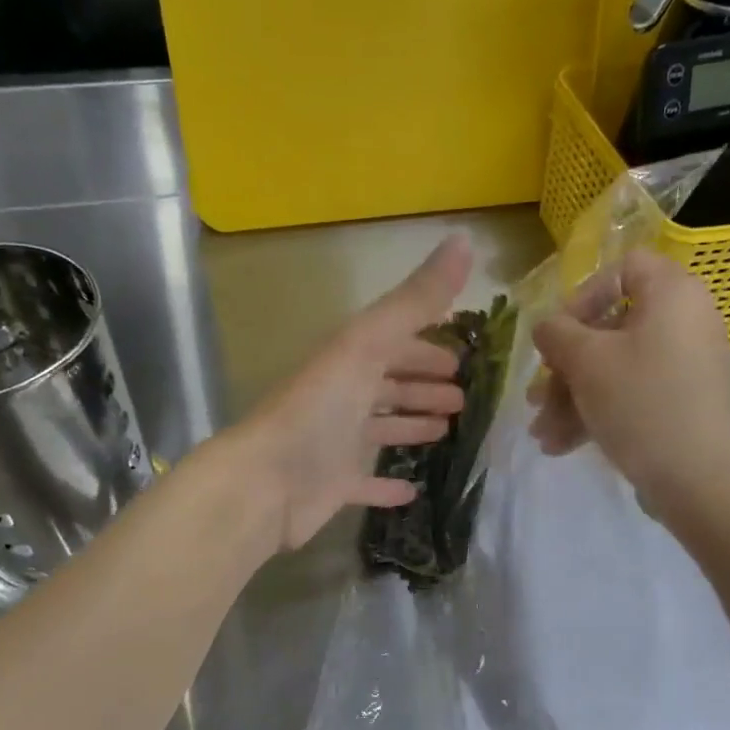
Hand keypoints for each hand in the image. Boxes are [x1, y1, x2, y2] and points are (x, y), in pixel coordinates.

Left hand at [233, 236, 472, 551]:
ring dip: (410, 425)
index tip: (461, 355)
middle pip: (388, 384)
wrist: (266, 481)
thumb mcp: (368, 344)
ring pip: (380, 428)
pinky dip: (387, 485)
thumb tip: (463, 239)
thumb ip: (415, 300)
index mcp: (348, 359)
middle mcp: (341, 397)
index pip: (394, 343)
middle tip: (461, 396)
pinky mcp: (333, 485)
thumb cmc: (319, 408)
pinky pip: (366, 481)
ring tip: (445, 430)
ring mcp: (335, 443)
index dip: (426, 345)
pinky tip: (412, 490)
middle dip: (422, 384)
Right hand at [529, 250, 729, 510]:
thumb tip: (547, 326)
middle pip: (610, 328)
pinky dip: (597, 412)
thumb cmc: (641, 402)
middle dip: (565, 367)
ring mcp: (685, 364)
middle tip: (537, 398)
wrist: (698, 480)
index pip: (622, 269)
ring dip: (571, 397)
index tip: (558, 337)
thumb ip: (556, 333)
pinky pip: (632, 392)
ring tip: (542, 433)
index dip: (583, 297)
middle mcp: (684, 321)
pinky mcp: (682, 401)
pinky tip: (561, 445)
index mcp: (672, 294)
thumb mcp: (586, 361)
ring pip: (614, 367)